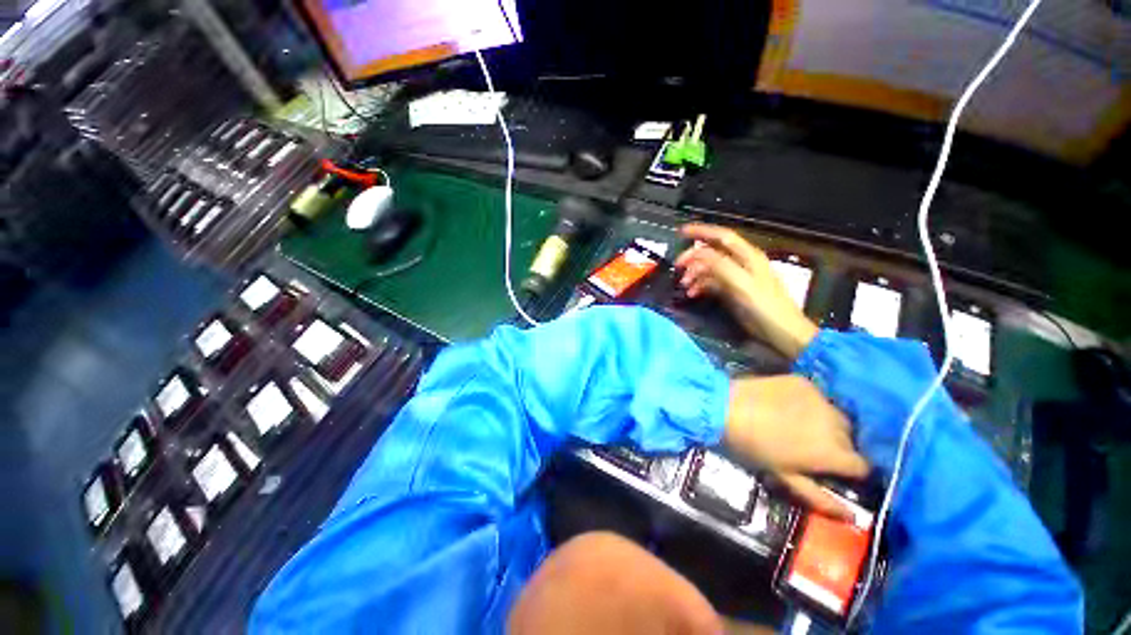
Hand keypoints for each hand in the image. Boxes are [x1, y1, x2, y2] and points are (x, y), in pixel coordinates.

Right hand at [675, 223, 817, 358]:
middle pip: (712, 252)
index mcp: (747, 256)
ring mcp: (736, 277)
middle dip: (693, 257)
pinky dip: (700, 286)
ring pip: (709, 268)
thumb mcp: (741, 284)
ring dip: (695, 274)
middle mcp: (741, 263)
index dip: (701, 231)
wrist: (780, 332)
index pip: (722, 236)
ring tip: (684, 286)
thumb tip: (698, 254)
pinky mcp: (733, 291)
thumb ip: (720, 266)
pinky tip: (693, 294)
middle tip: (677, 266)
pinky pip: (711, 282)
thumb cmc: (764, 306)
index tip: (680, 232)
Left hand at [725, 375, 869, 519]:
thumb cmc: (753, 446)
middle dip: (837, 446)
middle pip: (850, 439)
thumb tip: (850, 516)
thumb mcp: (784, 475)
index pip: (862, 466)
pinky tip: (788, 405)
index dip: (847, 470)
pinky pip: (818, 396)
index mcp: (833, 452)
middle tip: (810, 445)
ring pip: (837, 416)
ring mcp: (821, 398)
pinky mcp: (805, 382)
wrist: (725, 407)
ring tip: (800, 424)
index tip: (830, 468)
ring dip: (827, 423)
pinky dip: (810, 403)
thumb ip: (820, 498)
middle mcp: (836, 423)